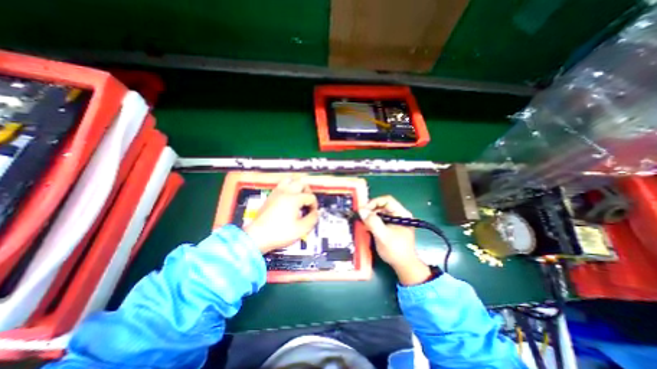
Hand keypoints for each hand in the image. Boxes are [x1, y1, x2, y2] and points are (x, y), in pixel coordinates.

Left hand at [244, 178, 318, 253]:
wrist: (257, 237)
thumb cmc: (280, 233)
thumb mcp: (301, 229)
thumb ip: (312, 219)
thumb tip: (316, 212)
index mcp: (294, 199)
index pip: (310, 197)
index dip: (314, 205)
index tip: (313, 213)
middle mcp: (286, 192)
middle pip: (301, 182)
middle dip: (308, 191)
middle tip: (308, 201)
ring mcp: (276, 193)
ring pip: (289, 180)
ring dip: (297, 186)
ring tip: (299, 196)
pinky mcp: (270, 196)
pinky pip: (281, 185)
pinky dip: (288, 188)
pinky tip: (288, 199)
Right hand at [359, 196, 432, 284]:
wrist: (403, 266)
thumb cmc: (395, 250)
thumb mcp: (383, 236)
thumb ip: (372, 222)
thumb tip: (361, 210)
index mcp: (402, 214)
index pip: (387, 200)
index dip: (374, 203)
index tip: (364, 210)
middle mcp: (399, 214)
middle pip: (382, 205)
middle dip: (371, 210)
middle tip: (361, 216)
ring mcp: (395, 220)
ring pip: (380, 212)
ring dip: (370, 216)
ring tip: (363, 222)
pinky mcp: (391, 225)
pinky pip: (380, 218)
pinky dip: (372, 221)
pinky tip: (367, 226)